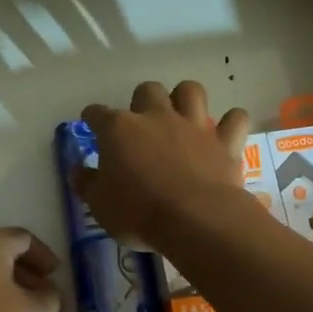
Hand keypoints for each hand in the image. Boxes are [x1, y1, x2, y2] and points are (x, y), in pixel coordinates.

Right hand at [75, 81, 251, 247]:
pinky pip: (235, 119)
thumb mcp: (100, 205)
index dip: (92, 117)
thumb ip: (86, 184)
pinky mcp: (224, 142)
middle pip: (147, 90)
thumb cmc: (138, 212)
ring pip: (190, 90)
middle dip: (143, 101)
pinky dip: (231, 123)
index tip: (91, 123)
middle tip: (141, 123)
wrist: (195, 220)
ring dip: (185, 98)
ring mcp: (193, 126)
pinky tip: (226, 132)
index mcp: (119, 129)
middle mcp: (155, 117)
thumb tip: (77, 171)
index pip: (97, 113)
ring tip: (182, 115)